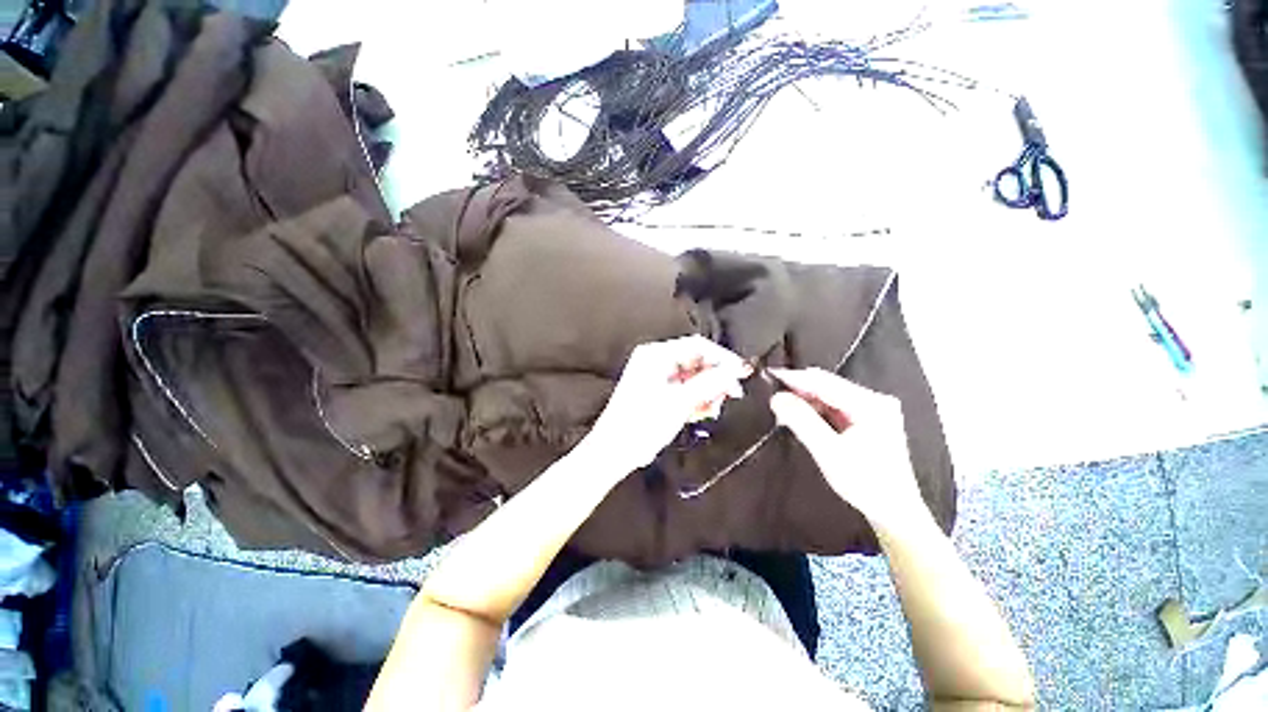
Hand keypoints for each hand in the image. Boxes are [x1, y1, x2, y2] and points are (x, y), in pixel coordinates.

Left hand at [585, 336, 750, 475]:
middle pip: (696, 360)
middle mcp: (655, 359)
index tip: (742, 373)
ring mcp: (656, 375)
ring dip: (708, 390)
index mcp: (655, 354)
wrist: (614, 451)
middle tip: (733, 394)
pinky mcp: (658, 391)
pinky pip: (684, 388)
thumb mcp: (680, 402)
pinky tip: (703, 411)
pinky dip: (697, 398)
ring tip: (714, 408)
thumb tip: (739, 368)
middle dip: (716, 377)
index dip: (722, 358)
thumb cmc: (643, 424)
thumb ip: (711, 382)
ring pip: (693, 375)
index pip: (697, 345)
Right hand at [768, 368, 927, 532]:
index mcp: (871, 404)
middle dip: (799, 390)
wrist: (894, 512)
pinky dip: (816, 409)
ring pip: (830, 395)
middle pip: (828, 386)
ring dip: (806, 400)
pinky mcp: (869, 419)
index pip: (825, 382)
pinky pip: (836, 406)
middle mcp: (875, 400)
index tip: (770, 375)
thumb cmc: (864, 483)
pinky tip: (802, 416)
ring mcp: (874, 409)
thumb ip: (802, 421)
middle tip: (773, 396)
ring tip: (783, 408)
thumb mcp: (828, 452)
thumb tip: (776, 397)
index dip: (795, 378)